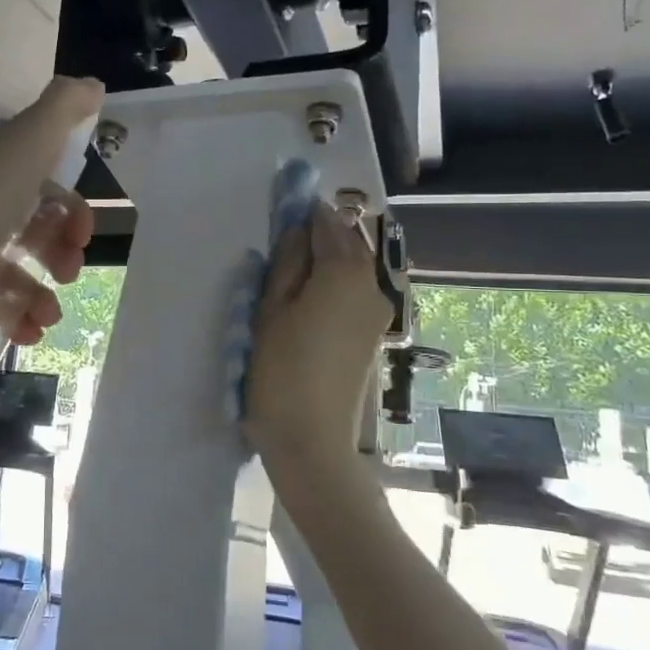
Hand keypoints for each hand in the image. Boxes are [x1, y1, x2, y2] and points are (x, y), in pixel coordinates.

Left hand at [0, 76, 103, 345]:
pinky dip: (14, 316)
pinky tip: (29, 331)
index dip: (70, 207)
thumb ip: (62, 110)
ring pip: (11, 269)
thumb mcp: (26, 142)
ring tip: (49, 314)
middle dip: (59, 251)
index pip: (39, 180)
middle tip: (69, 274)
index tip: (84, 233)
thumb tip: (93, 85)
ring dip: (40, 292)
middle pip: (29, 226)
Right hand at [245, 201, 392, 471]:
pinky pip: (357, 291)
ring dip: (328, 258)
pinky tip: (310, 298)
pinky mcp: (373, 335)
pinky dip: (336, 282)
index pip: (327, 222)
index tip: (282, 208)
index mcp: (345, 271)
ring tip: (292, 271)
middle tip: (284, 240)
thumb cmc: (281, 370)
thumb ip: (286, 263)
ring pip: (355, 267)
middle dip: (320, 233)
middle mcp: (372, 285)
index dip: (304, 211)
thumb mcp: (271, 310)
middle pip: (348, 242)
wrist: (313, 440)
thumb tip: (295, 229)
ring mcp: (378, 312)